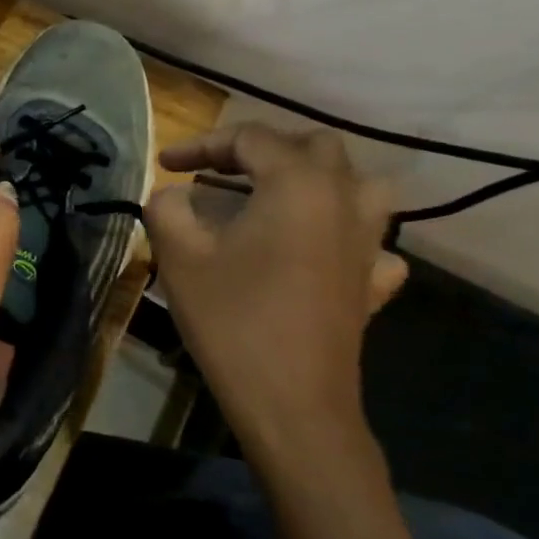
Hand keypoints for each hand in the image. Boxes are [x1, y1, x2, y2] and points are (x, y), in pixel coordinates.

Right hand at [143, 125, 406, 474]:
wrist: (291, 400)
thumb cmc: (231, 318)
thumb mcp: (179, 256)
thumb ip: (167, 208)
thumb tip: (172, 195)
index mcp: (297, 184)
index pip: (250, 139)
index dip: (202, 144)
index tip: (165, 165)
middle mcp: (344, 199)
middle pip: (311, 146)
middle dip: (259, 151)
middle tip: (216, 174)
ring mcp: (369, 241)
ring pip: (356, 183)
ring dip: (312, 179)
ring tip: (273, 197)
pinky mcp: (373, 280)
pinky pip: (369, 238)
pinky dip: (341, 231)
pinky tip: (317, 250)